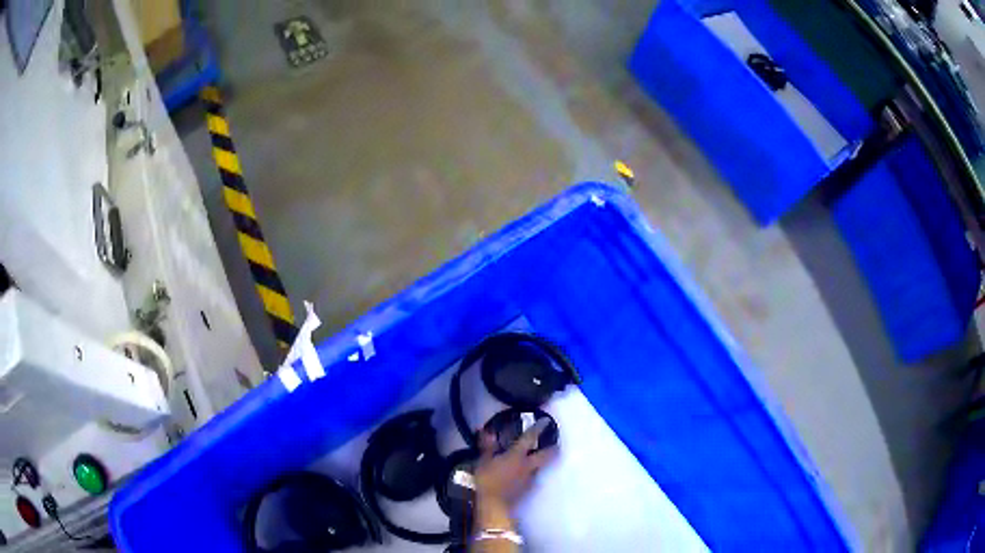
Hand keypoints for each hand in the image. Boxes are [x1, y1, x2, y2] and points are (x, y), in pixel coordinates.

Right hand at [474, 418, 558, 508]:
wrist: (494, 506)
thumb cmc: (487, 481)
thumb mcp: (483, 461)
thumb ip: (487, 446)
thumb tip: (488, 431)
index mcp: (517, 455)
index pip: (530, 439)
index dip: (538, 429)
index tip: (546, 421)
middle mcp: (528, 465)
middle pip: (546, 455)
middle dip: (552, 449)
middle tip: (556, 445)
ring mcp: (530, 479)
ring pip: (540, 467)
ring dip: (541, 462)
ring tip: (538, 459)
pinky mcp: (528, 490)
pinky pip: (533, 478)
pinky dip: (531, 474)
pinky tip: (525, 475)